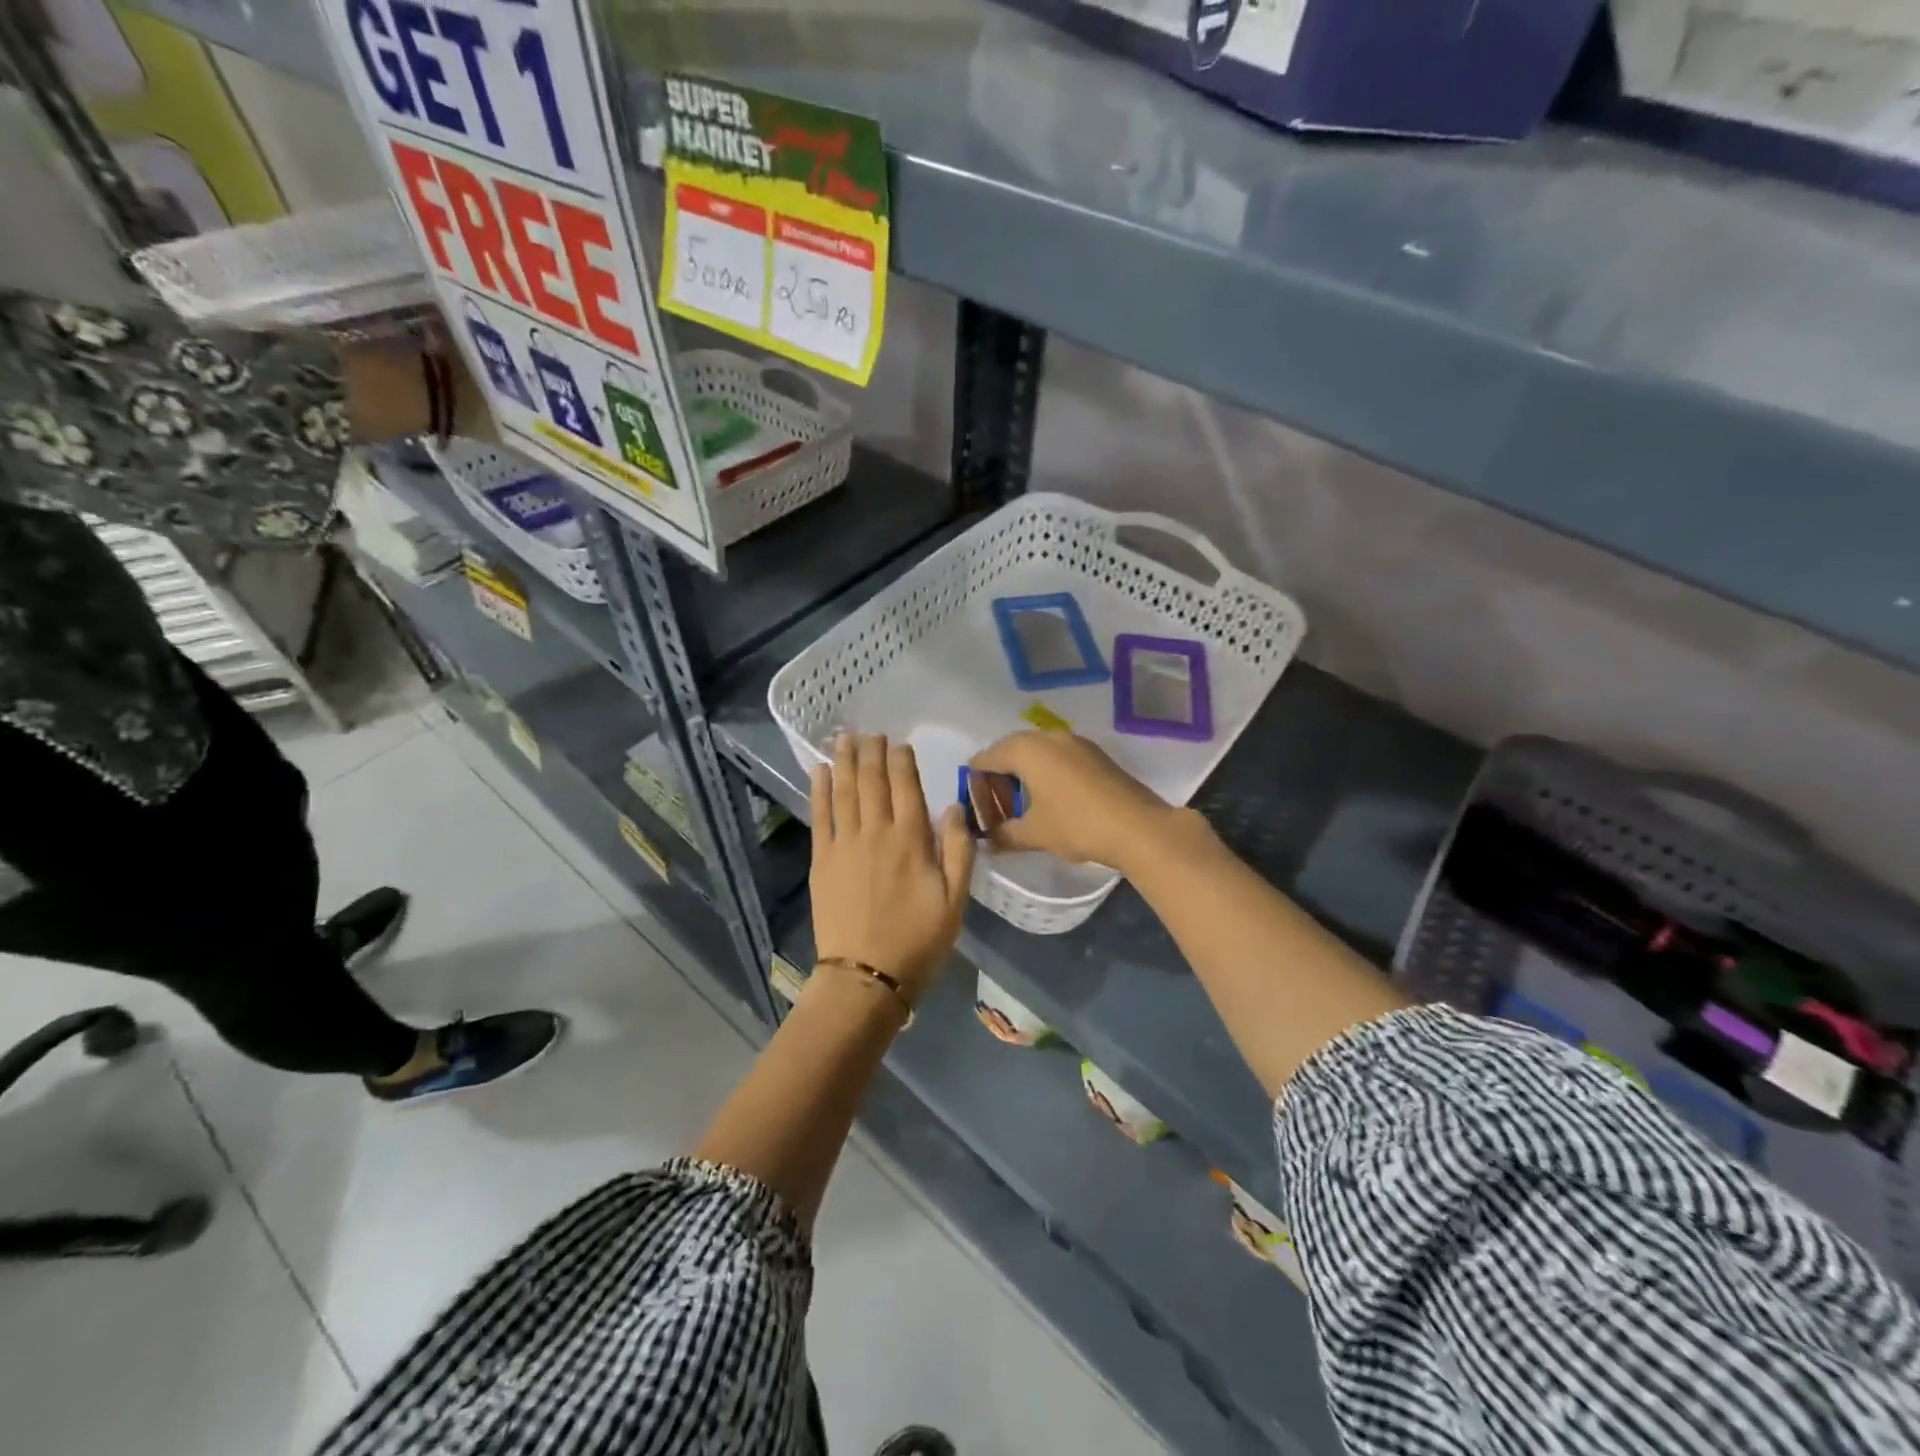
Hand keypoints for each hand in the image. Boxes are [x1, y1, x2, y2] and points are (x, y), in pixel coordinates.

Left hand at [810, 734, 974, 1004]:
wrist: (866, 976)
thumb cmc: (918, 942)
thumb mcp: (955, 902)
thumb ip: (958, 851)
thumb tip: (955, 807)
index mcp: (912, 841)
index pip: (907, 788)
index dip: (903, 762)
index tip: (900, 743)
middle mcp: (877, 833)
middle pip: (874, 782)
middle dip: (873, 753)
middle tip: (871, 732)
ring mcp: (845, 844)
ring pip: (846, 791)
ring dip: (846, 761)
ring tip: (845, 737)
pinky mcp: (821, 860)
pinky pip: (820, 816)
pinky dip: (820, 791)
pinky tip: (820, 771)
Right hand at [969, 731, 1187, 874]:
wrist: (1138, 826)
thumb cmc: (1076, 825)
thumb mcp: (1034, 834)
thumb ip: (1003, 835)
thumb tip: (985, 842)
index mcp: (1025, 750)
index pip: (985, 758)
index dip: (975, 783)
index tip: (975, 808)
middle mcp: (1047, 736)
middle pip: (1009, 750)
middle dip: (999, 776)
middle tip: (996, 807)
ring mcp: (1074, 742)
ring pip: (1036, 751)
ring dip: (1023, 773)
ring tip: (1022, 805)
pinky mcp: (1094, 753)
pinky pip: (1057, 755)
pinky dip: (1046, 772)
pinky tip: (1050, 799)